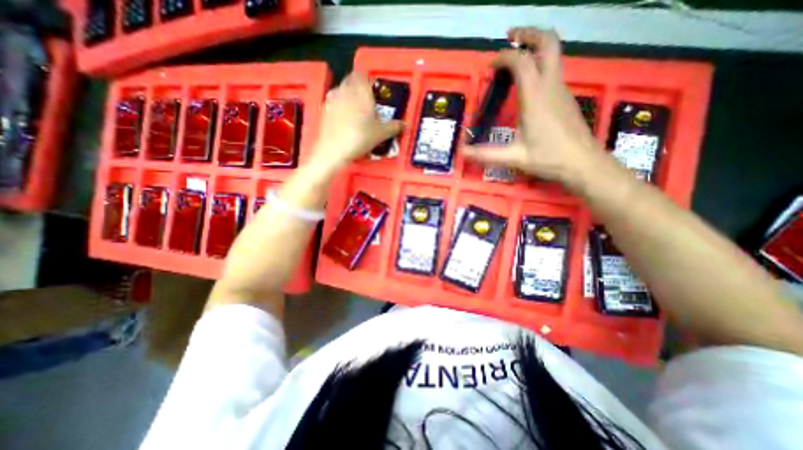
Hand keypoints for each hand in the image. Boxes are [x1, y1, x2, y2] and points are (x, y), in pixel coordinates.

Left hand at [309, 74, 404, 171]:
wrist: (334, 150)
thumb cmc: (360, 137)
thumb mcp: (381, 134)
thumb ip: (394, 127)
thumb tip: (404, 125)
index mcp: (361, 91)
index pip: (364, 75)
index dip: (369, 81)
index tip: (374, 91)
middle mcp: (345, 90)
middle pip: (352, 80)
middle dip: (359, 87)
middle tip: (367, 101)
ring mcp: (332, 98)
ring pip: (341, 90)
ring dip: (348, 95)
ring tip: (355, 111)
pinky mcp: (324, 109)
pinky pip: (333, 102)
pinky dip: (339, 106)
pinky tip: (344, 120)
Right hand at [462, 27, 598, 184]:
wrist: (583, 164)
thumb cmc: (549, 158)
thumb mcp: (514, 158)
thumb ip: (486, 154)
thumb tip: (462, 153)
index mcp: (536, 98)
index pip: (521, 63)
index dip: (504, 58)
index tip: (490, 67)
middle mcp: (551, 87)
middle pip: (548, 43)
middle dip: (529, 34)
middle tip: (511, 37)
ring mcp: (561, 91)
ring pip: (553, 56)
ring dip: (534, 50)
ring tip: (514, 62)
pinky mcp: (565, 99)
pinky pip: (552, 73)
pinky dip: (538, 68)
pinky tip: (526, 88)